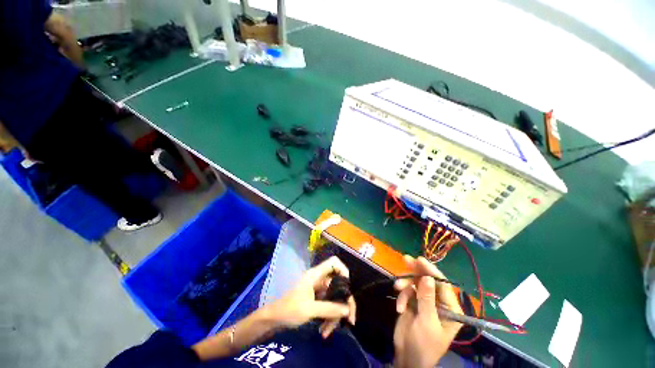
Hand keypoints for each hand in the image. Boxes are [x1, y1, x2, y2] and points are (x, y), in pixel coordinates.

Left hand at [265, 256, 356, 337]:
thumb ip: (330, 308)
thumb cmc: (289, 309)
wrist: (273, 319)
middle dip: (343, 303)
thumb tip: (348, 309)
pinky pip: (328, 305)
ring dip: (334, 315)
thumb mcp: (310, 309)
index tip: (348, 287)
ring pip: (334, 297)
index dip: (343, 270)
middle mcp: (319, 279)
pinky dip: (328, 317)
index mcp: (316, 274)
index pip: (334, 262)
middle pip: (338, 285)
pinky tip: (324, 330)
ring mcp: (318, 289)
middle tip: (350, 320)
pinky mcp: (317, 299)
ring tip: (328, 331)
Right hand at [393, 256, 463, 367]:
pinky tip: (399, 308)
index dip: (432, 271)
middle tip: (405, 259)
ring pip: (415, 284)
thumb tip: (429, 277)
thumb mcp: (427, 322)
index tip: (419, 260)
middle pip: (428, 281)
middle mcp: (439, 303)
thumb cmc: (424, 344)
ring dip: (405, 285)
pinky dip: (402, 297)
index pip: (443, 285)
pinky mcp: (413, 303)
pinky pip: (407, 292)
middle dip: (417, 271)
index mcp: (451, 310)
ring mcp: (425, 302)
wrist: (407, 357)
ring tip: (396, 287)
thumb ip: (427, 299)